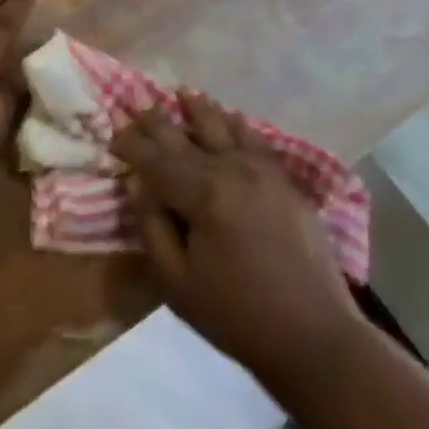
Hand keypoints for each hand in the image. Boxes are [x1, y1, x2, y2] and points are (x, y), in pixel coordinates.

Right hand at [113, 93, 359, 387]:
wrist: (314, 336)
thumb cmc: (237, 315)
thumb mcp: (176, 282)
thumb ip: (153, 227)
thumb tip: (140, 185)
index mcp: (203, 194)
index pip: (156, 160)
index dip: (131, 145)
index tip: (114, 131)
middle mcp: (232, 169)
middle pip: (186, 137)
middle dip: (158, 122)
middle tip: (138, 105)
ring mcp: (264, 172)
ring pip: (224, 128)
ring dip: (199, 109)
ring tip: (182, 92)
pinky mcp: (285, 183)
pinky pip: (256, 141)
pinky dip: (238, 125)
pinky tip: (231, 118)